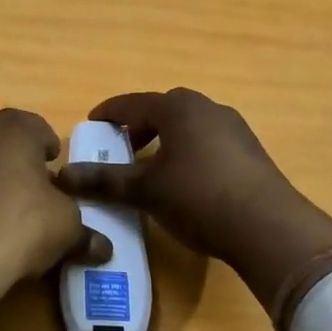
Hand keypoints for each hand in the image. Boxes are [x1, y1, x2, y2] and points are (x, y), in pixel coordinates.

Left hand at [0, 109, 105, 330]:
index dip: (50, 150)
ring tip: (3, 211)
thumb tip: (104, 249)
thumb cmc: (21, 225)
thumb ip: (85, 233)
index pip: (38, 127)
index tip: (57, 173)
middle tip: (34, 191)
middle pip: (4, 140)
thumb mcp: (66, 228)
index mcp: (14, 128)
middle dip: (18, 161)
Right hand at [56, 89, 331, 316]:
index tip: (91, 126)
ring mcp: (234, 128)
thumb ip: (104, 180)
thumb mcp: (145, 190)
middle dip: (139, 126)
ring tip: (151, 168)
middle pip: (163, 109)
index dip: (108, 114)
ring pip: (188, 126)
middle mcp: (207, 108)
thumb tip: (63, 176)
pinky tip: (185, 182)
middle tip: (121, 149)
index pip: (132, 103)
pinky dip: (188, 152)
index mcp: (178, 108)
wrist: (268, 227)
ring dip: (166, 139)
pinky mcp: (250, 151)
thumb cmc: (198, 197)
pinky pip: (208, 142)